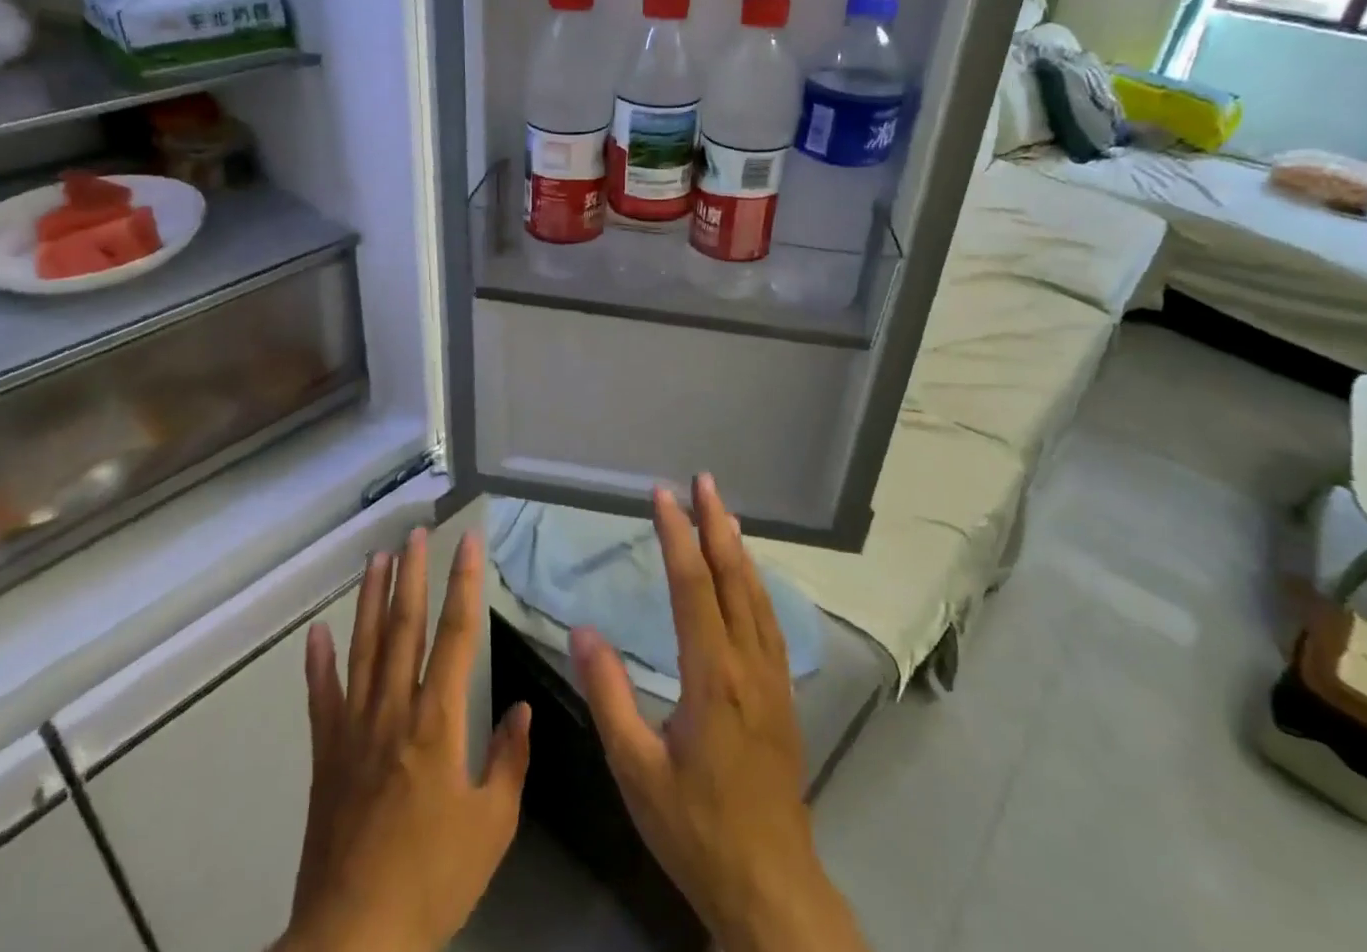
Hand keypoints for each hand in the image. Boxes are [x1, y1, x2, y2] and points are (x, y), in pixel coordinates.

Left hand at [279, 528, 530, 951]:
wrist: (353, 939)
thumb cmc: (432, 880)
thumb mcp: (492, 827)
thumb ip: (509, 761)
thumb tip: (522, 710)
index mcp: (438, 721)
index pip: (457, 634)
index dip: (465, 583)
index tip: (468, 541)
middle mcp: (395, 709)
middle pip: (405, 627)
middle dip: (412, 574)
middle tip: (415, 532)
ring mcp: (355, 729)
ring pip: (364, 648)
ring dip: (371, 600)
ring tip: (376, 559)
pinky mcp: (325, 755)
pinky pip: (321, 699)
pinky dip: (317, 664)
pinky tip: (316, 633)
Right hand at [570, 476, 868, 951]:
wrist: (770, 885)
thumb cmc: (695, 827)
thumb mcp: (636, 769)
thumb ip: (609, 695)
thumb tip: (582, 629)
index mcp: (712, 675)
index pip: (693, 586)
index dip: (677, 536)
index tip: (662, 496)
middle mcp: (748, 663)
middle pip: (733, 577)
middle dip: (716, 524)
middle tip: (704, 481)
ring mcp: (773, 677)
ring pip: (757, 595)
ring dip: (738, 548)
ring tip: (723, 513)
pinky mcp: (784, 694)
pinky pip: (769, 620)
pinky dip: (755, 583)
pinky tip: (747, 577)